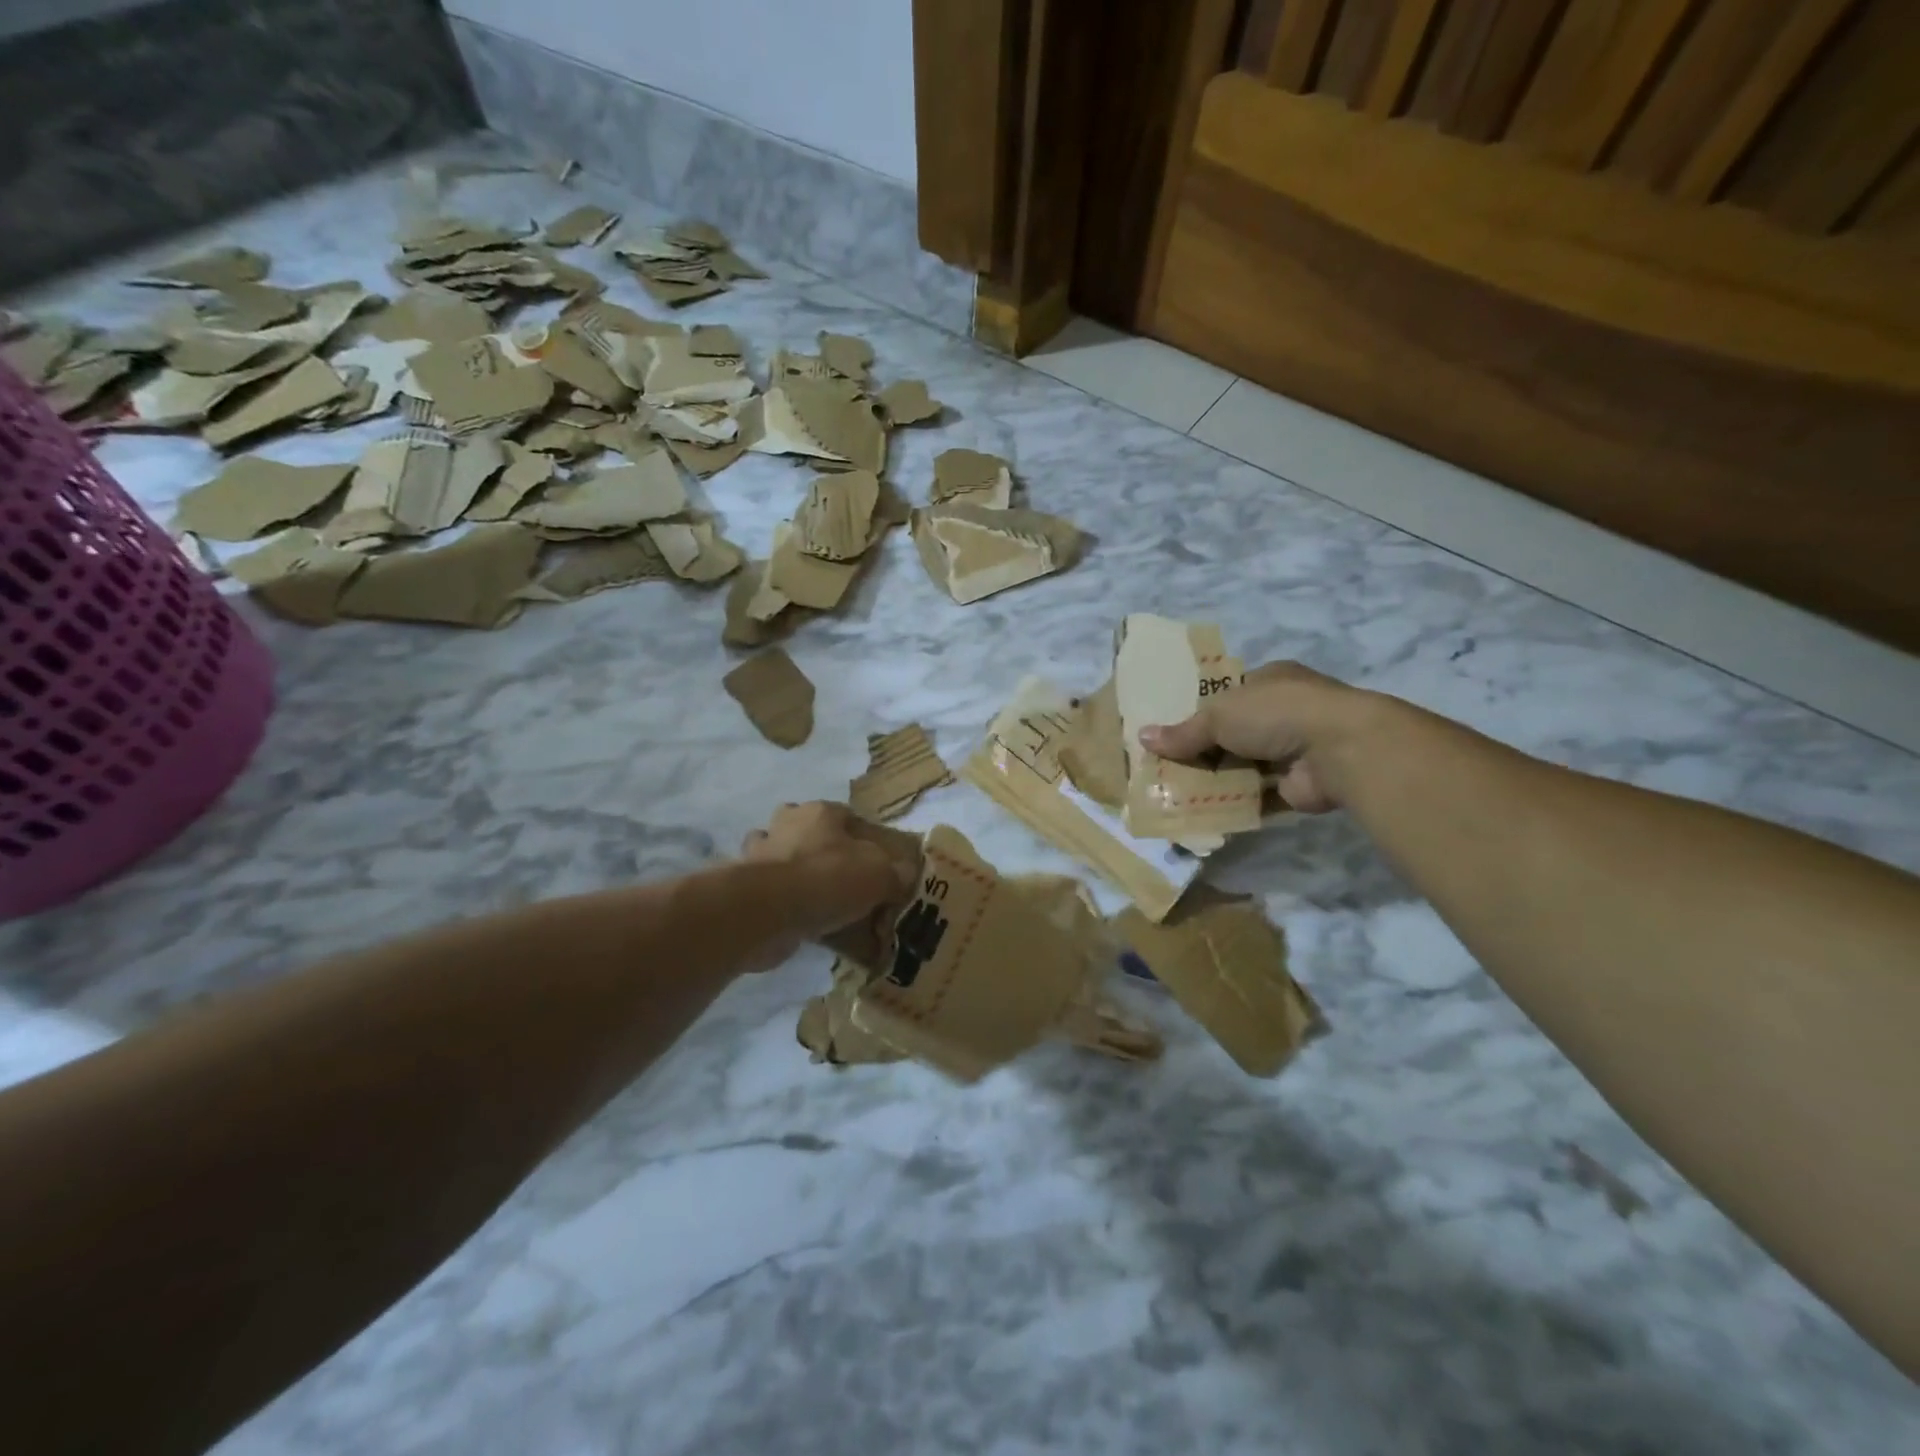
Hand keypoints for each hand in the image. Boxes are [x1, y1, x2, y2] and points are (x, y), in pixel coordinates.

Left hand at [740, 803, 914, 966]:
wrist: (769, 911)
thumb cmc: (829, 878)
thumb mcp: (880, 874)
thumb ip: (895, 873)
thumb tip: (905, 875)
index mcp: (819, 812)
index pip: (846, 815)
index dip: (862, 837)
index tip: (874, 862)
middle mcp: (786, 825)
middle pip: (809, 833)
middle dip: (823, 852)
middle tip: (844, 881)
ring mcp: (760, 855)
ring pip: (784, 859)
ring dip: (797, 876)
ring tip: (820, 903)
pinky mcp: (745, 887)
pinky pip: (772, 893)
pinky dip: (784, 904)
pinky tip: (801, 923)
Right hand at [1138, 662, 1367, 813]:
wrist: (1339, 749)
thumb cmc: (1276, 713)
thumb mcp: (1219, 715)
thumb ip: (1183, 732)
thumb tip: (1143, 737)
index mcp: (1270, 681)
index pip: (1228, 695)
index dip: (1199, 713)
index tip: (1170, 734)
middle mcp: (1284, 712)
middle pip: (1233, 733)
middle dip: (1203, 751)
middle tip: (1166, 769)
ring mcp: (1294, 750)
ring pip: (1244, 766)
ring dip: (1216, 780)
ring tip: (1176, 795)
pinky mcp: (1299, 786)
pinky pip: (1258, 796)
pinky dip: (1235, 804)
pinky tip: (1204, 813)